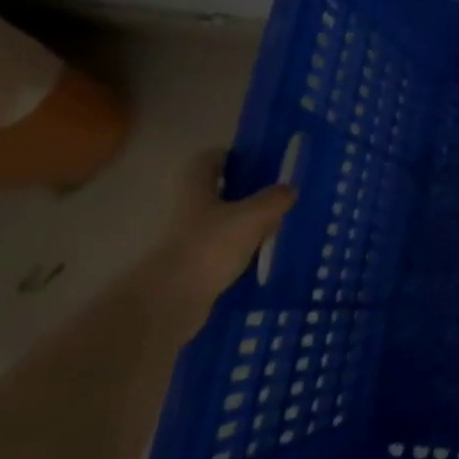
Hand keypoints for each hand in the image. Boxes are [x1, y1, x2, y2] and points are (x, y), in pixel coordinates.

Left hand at [143, 150, 294, 334]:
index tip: (257, 161)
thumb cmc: (210, 246)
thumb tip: (289, 189)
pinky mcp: (192, 270)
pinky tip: (263, 259)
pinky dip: (240, 254)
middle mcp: (187, 211)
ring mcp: (187, 242)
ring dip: (244, 226)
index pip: (209, 160)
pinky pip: (221, 253)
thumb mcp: (253, 216)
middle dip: (244, 193)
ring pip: (220, 225)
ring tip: (276, 228)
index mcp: (196, 189)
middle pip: (216, 193)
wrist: (169, 302)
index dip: (231, 156)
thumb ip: (274, 199)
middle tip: (276, 196)